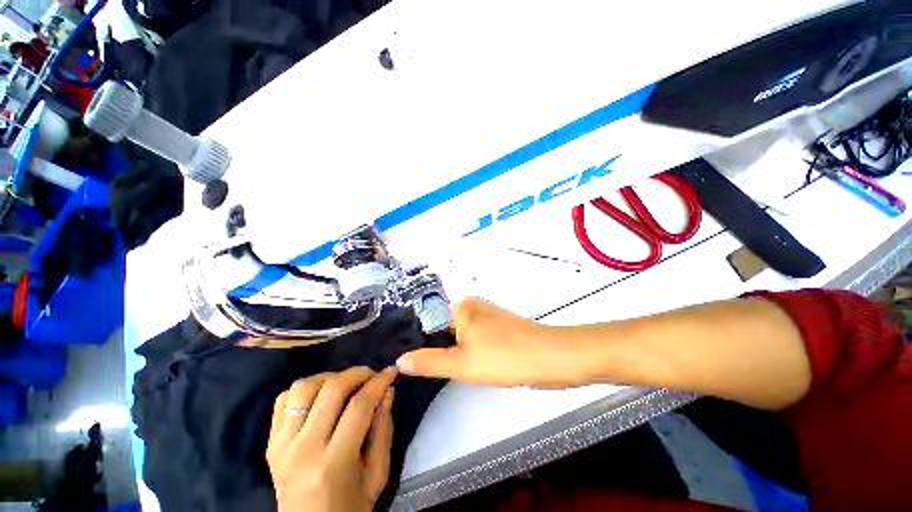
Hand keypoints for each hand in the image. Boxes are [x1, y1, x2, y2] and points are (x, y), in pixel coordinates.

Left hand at [267, 367, 395, 511]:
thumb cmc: (350, 507)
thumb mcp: (377, 474)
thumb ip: (384, 429)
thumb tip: (387, 390)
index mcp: (333, 463)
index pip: (359, 405)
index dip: (379, 382)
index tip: (391, 371)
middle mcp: (303, 450)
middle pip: (332, 389)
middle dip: (358, 373)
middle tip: (372, 375)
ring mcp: (281, 445)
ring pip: (304, 387)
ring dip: (330, 378)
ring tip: (346, 385)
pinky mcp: (270, 444)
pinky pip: (284, 399)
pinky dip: (305, 389)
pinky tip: (321, 397)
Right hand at [396, 298, 592, 387]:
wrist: (550, 358)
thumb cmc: (504, 356)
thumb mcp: (462, 363)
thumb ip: (429, 362)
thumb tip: (400, 360)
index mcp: (461, 306)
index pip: (428, 319)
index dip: (416, 340)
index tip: (405, 361)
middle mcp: (472, 307)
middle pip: (443, 327)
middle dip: (434, 348)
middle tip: (422, 370)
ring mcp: (486, 318)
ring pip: (459, 335)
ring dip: (451, 351)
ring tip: (442, 369)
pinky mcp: (497, 329)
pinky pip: (473, 339)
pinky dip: (466, 351)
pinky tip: (466, 366)